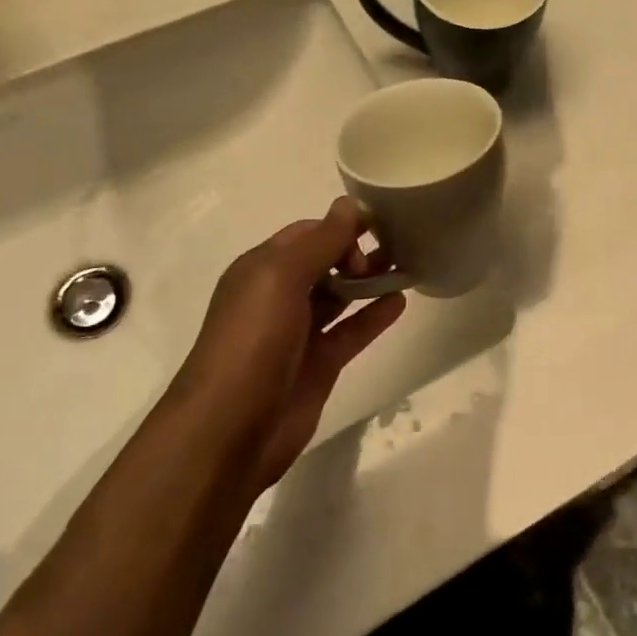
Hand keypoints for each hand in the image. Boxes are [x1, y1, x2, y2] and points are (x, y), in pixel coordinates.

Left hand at [171, 198, 405, 491]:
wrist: (229, 430)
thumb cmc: (252, 341)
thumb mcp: (281, 278)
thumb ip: (320, 241)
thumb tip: (349, 205)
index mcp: (261, 269)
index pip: (307, 234)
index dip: (340, 227)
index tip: (378, 226)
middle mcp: (279, 296)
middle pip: (325, 262)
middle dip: (357, 251)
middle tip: (394, 250)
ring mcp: (300, 332)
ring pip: (340, 296)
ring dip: (369, 280)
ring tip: (407, 266)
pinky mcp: (319, 364)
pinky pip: (351, 331)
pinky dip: (374, 315)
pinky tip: (400, 302)